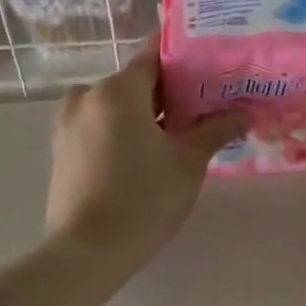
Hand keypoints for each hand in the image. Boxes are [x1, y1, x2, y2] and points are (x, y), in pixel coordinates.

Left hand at [45, 44, 246, 267]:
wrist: (88, 251)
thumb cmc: (144, 199)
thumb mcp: (188, 162)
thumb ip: (216, 129)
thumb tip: (245, 113)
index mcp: (118, 90)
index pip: (154, 55)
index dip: (184, 57)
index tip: (210, 65)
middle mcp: (87, 95)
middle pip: (135, 81)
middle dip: (169, 91)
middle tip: (205, 107)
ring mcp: (68, 121)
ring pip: (117, 104)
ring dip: (146, 113)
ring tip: (179, 134)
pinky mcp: (61, 146)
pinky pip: (100, 124)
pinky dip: (123, 129)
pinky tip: (147, 152)